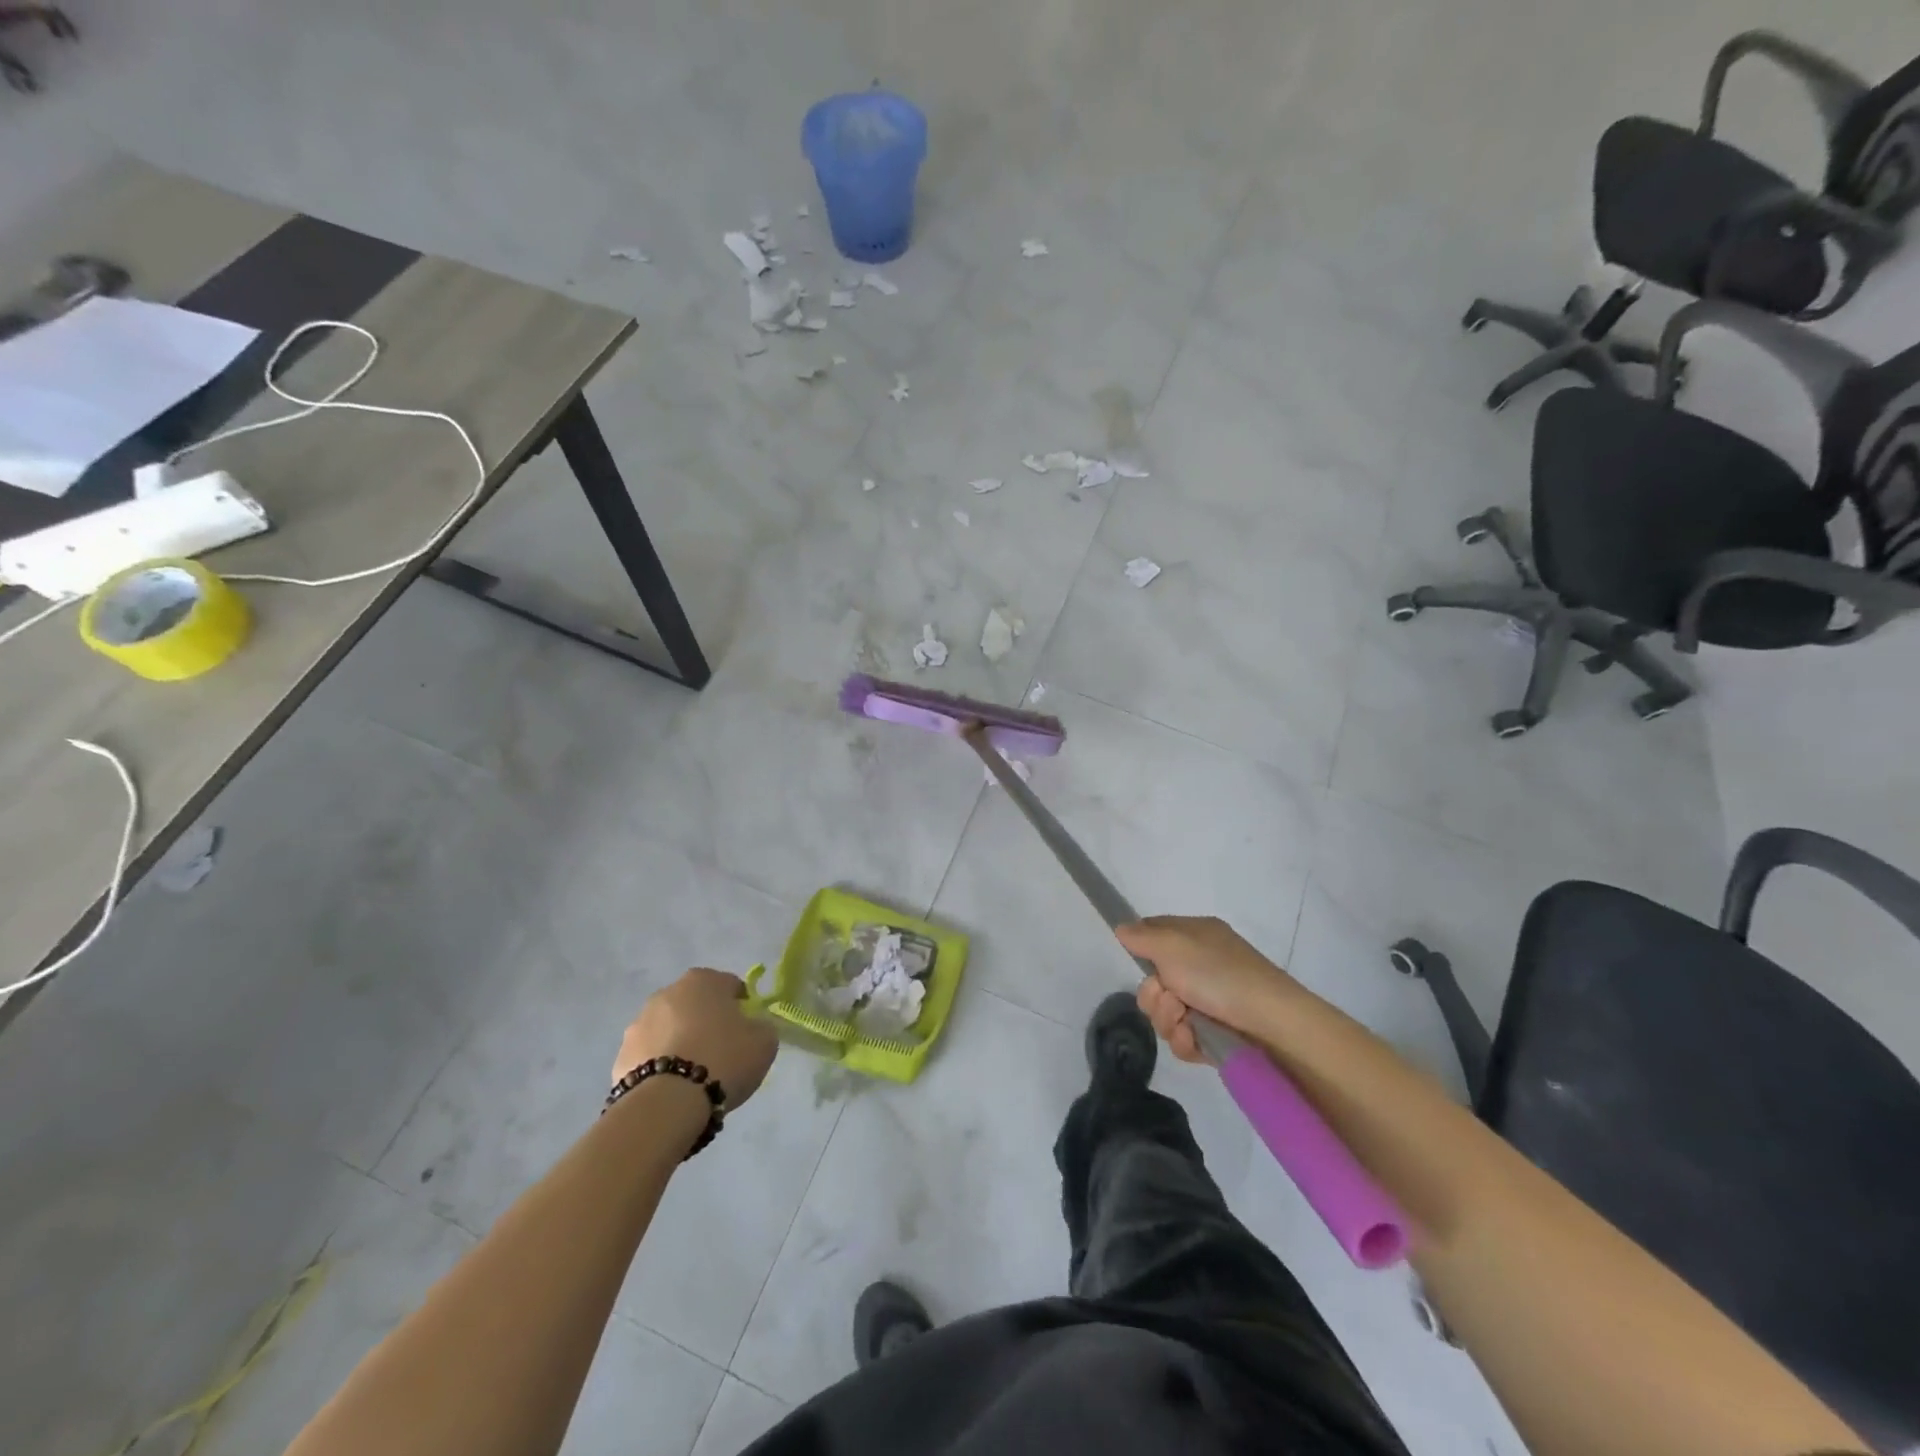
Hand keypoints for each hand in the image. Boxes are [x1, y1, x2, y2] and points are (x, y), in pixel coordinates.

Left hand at [614, 968, 777, 1109]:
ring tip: (694, 1077)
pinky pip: (649, 1056)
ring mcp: (638, 1024)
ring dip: (680, 1042)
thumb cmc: (723, 1059)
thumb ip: (761, 1027)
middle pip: (695, 1005)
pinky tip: (672, 1089)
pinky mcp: (620, 1056)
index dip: (742, 1007)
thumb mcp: (764, 1042)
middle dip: (706, 1022)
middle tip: (721, 1052)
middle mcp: (667, 993)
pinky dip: (660, 1066)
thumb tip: (752, 1027)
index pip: (730, 985)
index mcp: (703, 980)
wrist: (667, 1103)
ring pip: (669, 1029)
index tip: (747, 1031)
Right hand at [1116, 916, 1295, 1063]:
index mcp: (1195, 937)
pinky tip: (1195, 1039)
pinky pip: (1181, 1038)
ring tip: (1187, 1022)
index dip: (1141, 948)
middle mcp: (1200, 967)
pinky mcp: (1213, 1035)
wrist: (1272, 1025)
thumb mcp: (1174, 945)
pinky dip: (1185, 1040)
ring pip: (1164, 1013)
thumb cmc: (1221, 974)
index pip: (1154, 934)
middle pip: (1152, 981)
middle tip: (1170, 997)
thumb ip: (1142, 936)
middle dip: (1154, 995)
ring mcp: (1207, 1002)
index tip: (1137, 959)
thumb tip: (1121, 927)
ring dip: (1168, 1019)